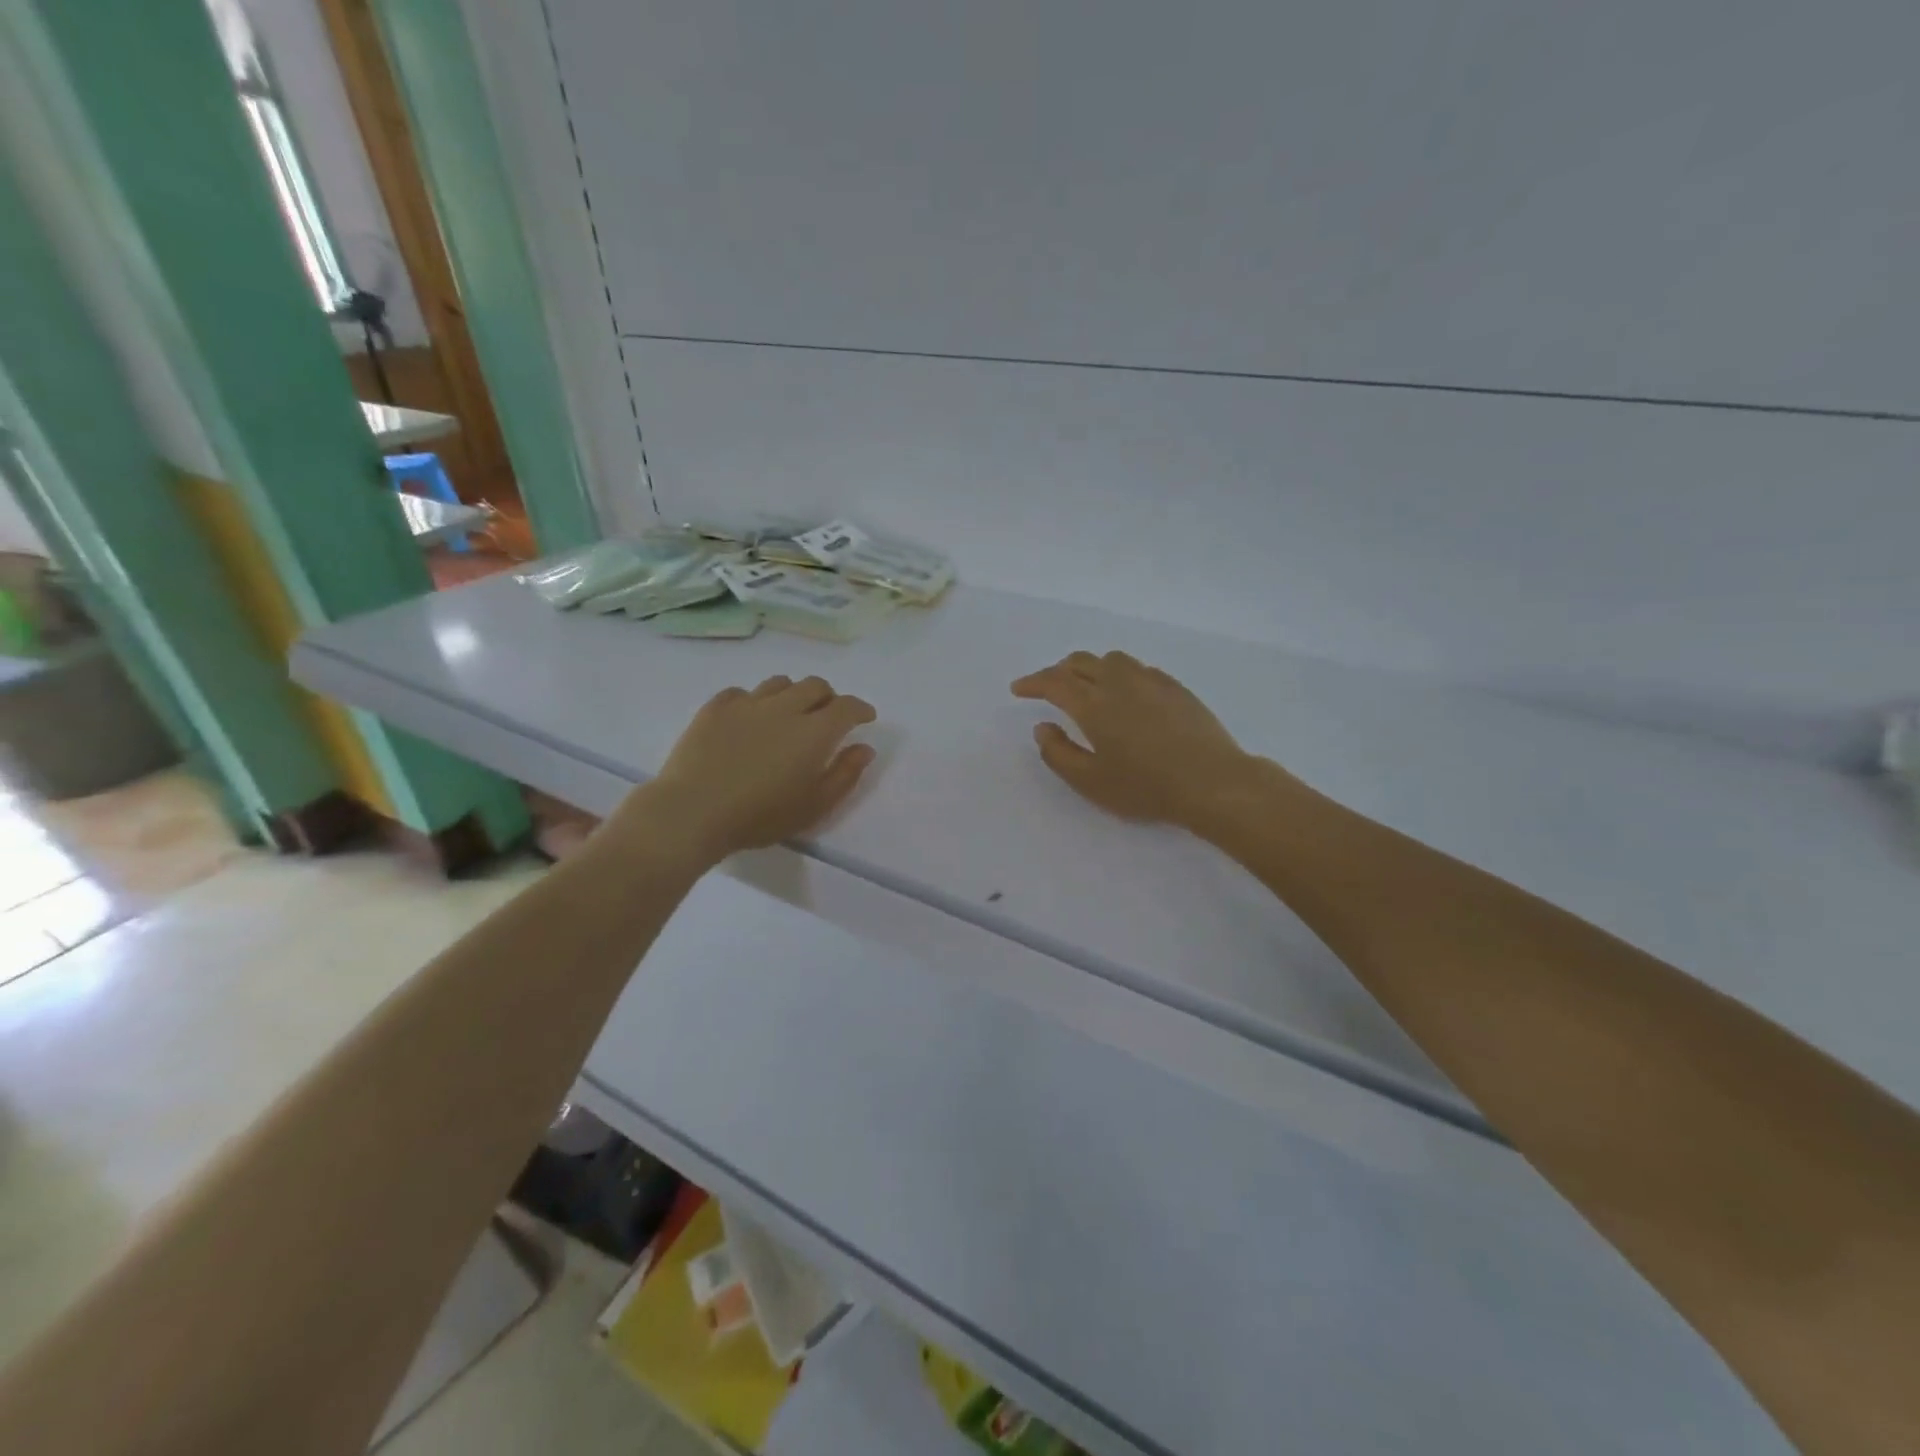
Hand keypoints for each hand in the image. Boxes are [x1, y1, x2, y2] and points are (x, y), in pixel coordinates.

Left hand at [637, 675, 877, 863]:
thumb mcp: (815, 806)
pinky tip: (750, 718)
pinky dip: (754, 700)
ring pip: (779, 683)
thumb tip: (864, 748)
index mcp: (814, 731)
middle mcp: (784, 708)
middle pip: (815, 686)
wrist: (692, 811)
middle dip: (828, 697)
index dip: (861, 709)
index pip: (847, 706)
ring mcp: (747, 704)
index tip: (865, 717)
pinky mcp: (715, 708)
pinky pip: (742, 693)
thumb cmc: (760, 816)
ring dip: (793, 693)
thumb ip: (845, 774)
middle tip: (828, 716)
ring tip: (790, 713)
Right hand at [1011, 652, 1259, 830]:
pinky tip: (1125, 692)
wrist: (1212, 782)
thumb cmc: (1146, 787)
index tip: (1018, 689)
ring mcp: (1151, 681)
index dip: (1033, 683)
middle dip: (1057, 671)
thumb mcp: (1090, 782)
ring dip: (1090, 667)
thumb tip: (1043, 728)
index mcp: (1093, 704)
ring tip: (1085, 685)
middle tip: (1047, 688)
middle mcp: (1119, 683)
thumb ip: (1058, 753)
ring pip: (1111, 660)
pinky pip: (1138, 668)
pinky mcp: (1176, 688)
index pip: (1054, 682)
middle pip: (1081, 662)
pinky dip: (1119, 673)